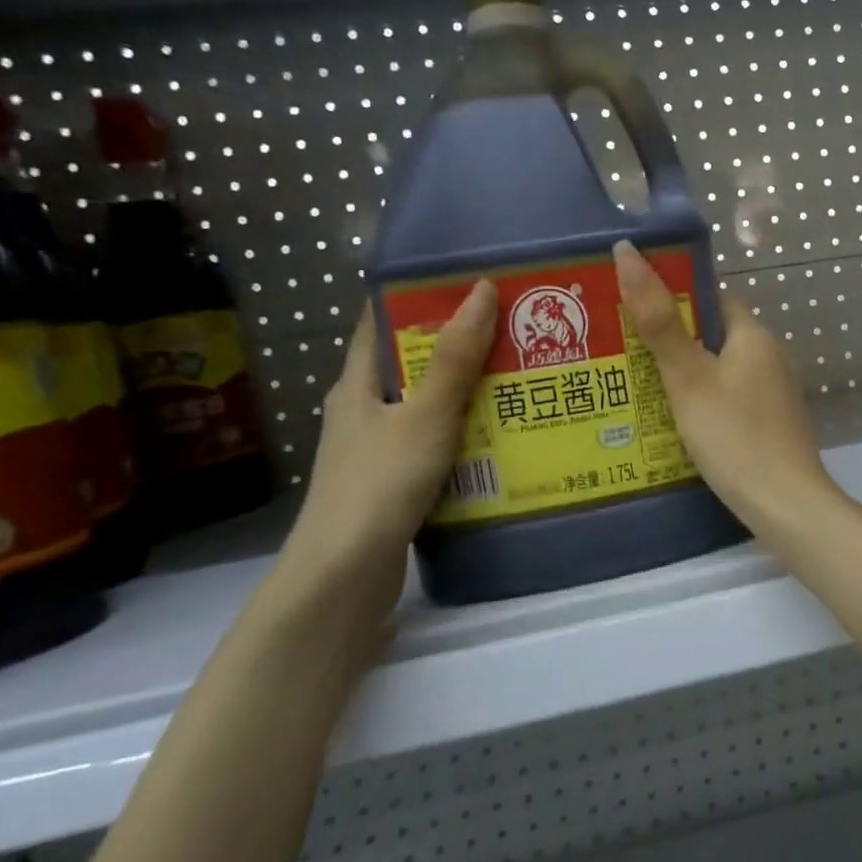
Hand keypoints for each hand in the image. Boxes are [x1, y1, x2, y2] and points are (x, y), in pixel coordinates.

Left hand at [271, 283, 495, 631]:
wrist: (344, 577)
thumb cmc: (380, 483)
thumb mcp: (425, 415)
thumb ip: (455, 358)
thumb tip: (482, 290)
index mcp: (356, 386)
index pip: (379, 324)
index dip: (416, 299)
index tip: (466, 284)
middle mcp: (360, 413)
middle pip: (409, 367)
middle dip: (455, 348)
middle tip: (511, 331)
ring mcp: (374, 452)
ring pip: (424, 410)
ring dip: (463, 395)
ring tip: (517, 379)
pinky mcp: (391, 486)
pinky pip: (432, 446)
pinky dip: (462, 436)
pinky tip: (498, 439)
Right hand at [613, 241, 838, 529]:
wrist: (785, 504)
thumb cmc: (733, 433)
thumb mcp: (688, 376)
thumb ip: (658, 320)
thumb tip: (628, 251)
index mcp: (755, 335)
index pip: (714, 299)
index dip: (676, 301)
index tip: (636, 314)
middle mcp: (772, 357)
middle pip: (716, 336)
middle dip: (676, 343)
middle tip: (627, 357)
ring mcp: (776, 393)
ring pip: (723, 371)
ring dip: (689, 377)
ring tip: (642, 391)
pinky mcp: (775, 424)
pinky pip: (733, 400)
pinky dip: (707, 404)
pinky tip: (680, 425)